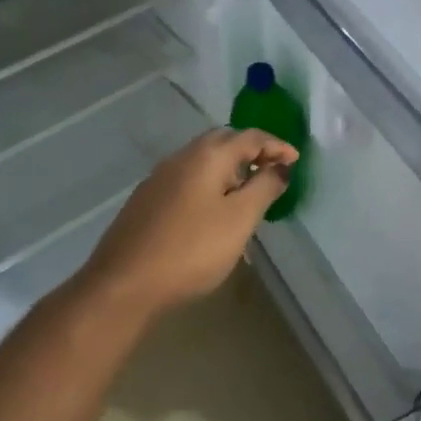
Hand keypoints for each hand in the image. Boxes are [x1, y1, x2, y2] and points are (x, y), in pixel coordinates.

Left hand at [78, 127, 298, 316]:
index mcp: (207, 155)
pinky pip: (188, 179)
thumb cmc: (192, 249)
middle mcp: (181, 157)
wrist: (124, 284)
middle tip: (272, 171)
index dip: (277, 146)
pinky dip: (210, 183)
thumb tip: (281, 166)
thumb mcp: (240, 219)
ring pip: (203, 161)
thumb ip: (265, 187)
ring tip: (248, 192)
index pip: (250, 136)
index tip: (296, 161)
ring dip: (230, 168)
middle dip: (251, 151)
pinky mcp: (147, 200)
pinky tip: (214, 210)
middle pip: (223, 142)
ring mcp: (159, 178)